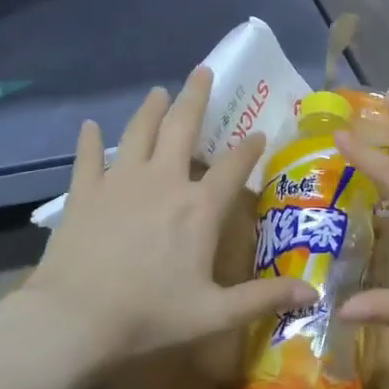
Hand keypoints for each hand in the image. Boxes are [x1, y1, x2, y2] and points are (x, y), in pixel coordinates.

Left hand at [23, 67, 315, 363]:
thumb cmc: (149, 314)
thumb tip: (313, 293)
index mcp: (199, 207)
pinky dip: (90, 140)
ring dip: (151, 109)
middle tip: (203, 71)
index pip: (232, 166)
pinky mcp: (85, 192)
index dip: (249, 148)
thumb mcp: (214, 313)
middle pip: (182, 128)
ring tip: (159, 91)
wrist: (75, 318)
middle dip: (196, 97)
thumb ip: (263, 298)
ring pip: (139, 132)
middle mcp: (163, 181)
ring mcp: (120, 182)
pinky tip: (89, 126)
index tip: (259, 132)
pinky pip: (88, 158)